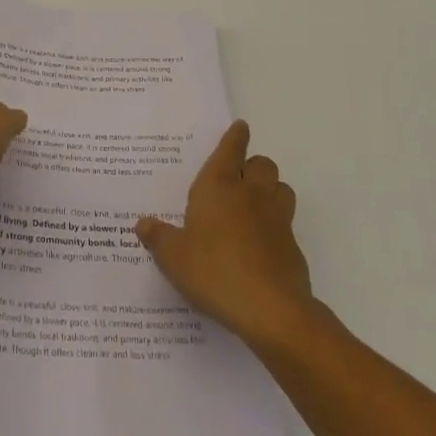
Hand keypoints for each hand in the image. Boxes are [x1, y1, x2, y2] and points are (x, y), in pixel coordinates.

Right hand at [136, 120, 314, 349]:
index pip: (230, 149)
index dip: (235, 137)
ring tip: (254, 204)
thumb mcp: (174, 257)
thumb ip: (158, 237)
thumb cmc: (214, 271)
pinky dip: (276, 223)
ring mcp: (276, 218)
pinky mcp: (292, 246)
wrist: (270, 309)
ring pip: (281, 187)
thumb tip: (143, 223)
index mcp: (219, 186)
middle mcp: (250, 194)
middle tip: (238, 177)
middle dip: (252, 165)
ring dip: (270, 189)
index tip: (241, 127)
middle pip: (262, 164)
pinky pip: (286, 221)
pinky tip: (261, 242)